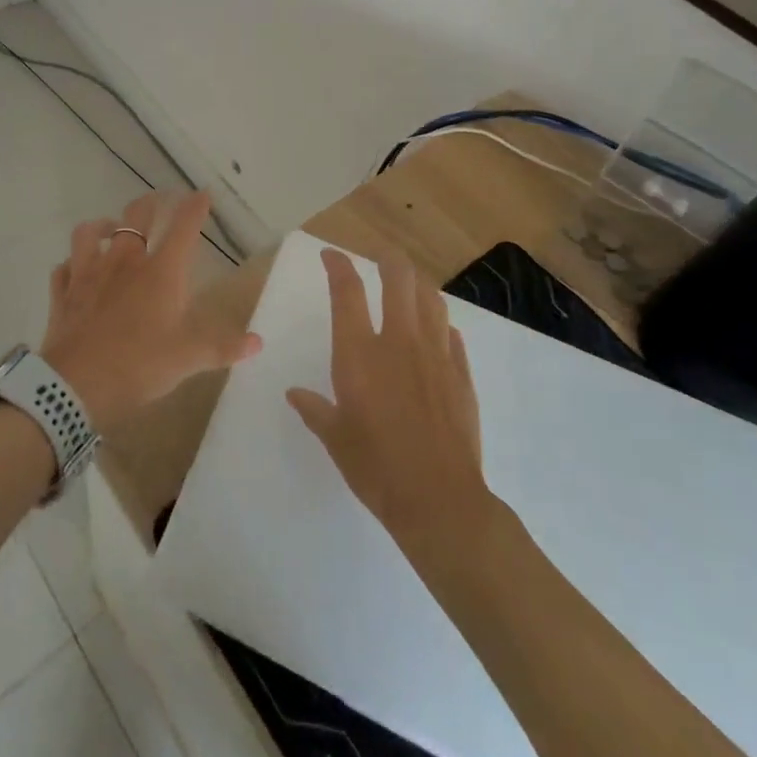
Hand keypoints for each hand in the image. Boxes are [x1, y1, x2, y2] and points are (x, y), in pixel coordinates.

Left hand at [40, 192, 260, 437]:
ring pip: (91, 232)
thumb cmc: (139, 366)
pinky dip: (71, 264)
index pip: (183, 227)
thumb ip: (223, 347)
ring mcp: (88, 273)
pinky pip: (63, 267)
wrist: (75, 386)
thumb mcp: (188, 359)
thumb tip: (257, 342)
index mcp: (160, 271)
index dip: (195, 208)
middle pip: (136, 215)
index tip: (202, 195)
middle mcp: (124, 261)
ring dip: (103, 225)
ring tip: (111, 228)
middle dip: (151, 204)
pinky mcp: (63, 292)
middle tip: (159, 202)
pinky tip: (75, 269)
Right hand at [287, 250, 490, 550]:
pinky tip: (437, 332)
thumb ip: (315, 410)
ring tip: (409, 286)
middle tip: (379, 259)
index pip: (347, 291)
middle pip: (398, 278)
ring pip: (430, 299)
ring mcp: (435, 355)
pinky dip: (441, 325)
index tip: (331, 255)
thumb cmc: (377, 468)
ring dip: (417, 285)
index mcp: (360, 353)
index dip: (338, 265)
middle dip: (388, 259)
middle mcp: (399, 341)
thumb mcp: (336, 439)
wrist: (439, 501)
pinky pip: (452, 335)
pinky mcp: (461, 374)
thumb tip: (295, 394)